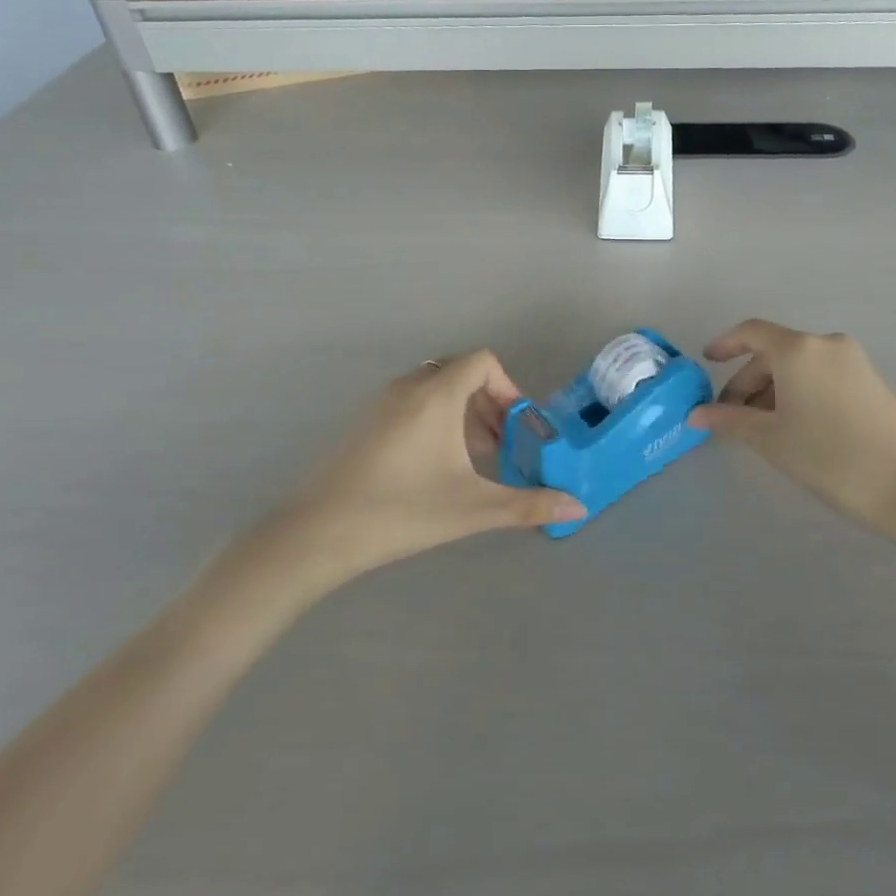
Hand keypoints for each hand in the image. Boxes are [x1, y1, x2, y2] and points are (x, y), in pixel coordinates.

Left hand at [225, 354, 581, 608]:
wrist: (316, 534)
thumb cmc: (401, 511)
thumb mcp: (473, 509)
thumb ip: (529, 505)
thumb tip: (579, 508)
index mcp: (436, 395)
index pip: (482, 361)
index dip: (508, 387)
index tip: (518, 426)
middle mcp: (408, 388)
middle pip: (460, 373)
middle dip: (488, 403)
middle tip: (501, 445)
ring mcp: (381, 404)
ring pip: (434, 389)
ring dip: (462, 413)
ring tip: (474, 460)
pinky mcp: (364, 423)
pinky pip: (411, 403)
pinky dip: (435, 420)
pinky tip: (435, 468)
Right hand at [688, 321, 895, 523]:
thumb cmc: (829, 457)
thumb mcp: (770, 439)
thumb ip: (729, 420)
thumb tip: (696, 415)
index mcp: (798, 349)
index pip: (751, 332)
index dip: (725, 344)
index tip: (707, 362)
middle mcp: (826, 344)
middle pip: (774, 353)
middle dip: (747, 381)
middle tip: (730, 417)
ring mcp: (852, 360)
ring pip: (798, 366)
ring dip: (772, 389)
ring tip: (759, 428)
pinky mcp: (869, 380)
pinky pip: (820, 375)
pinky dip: (798, 392)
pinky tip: (792, 425)